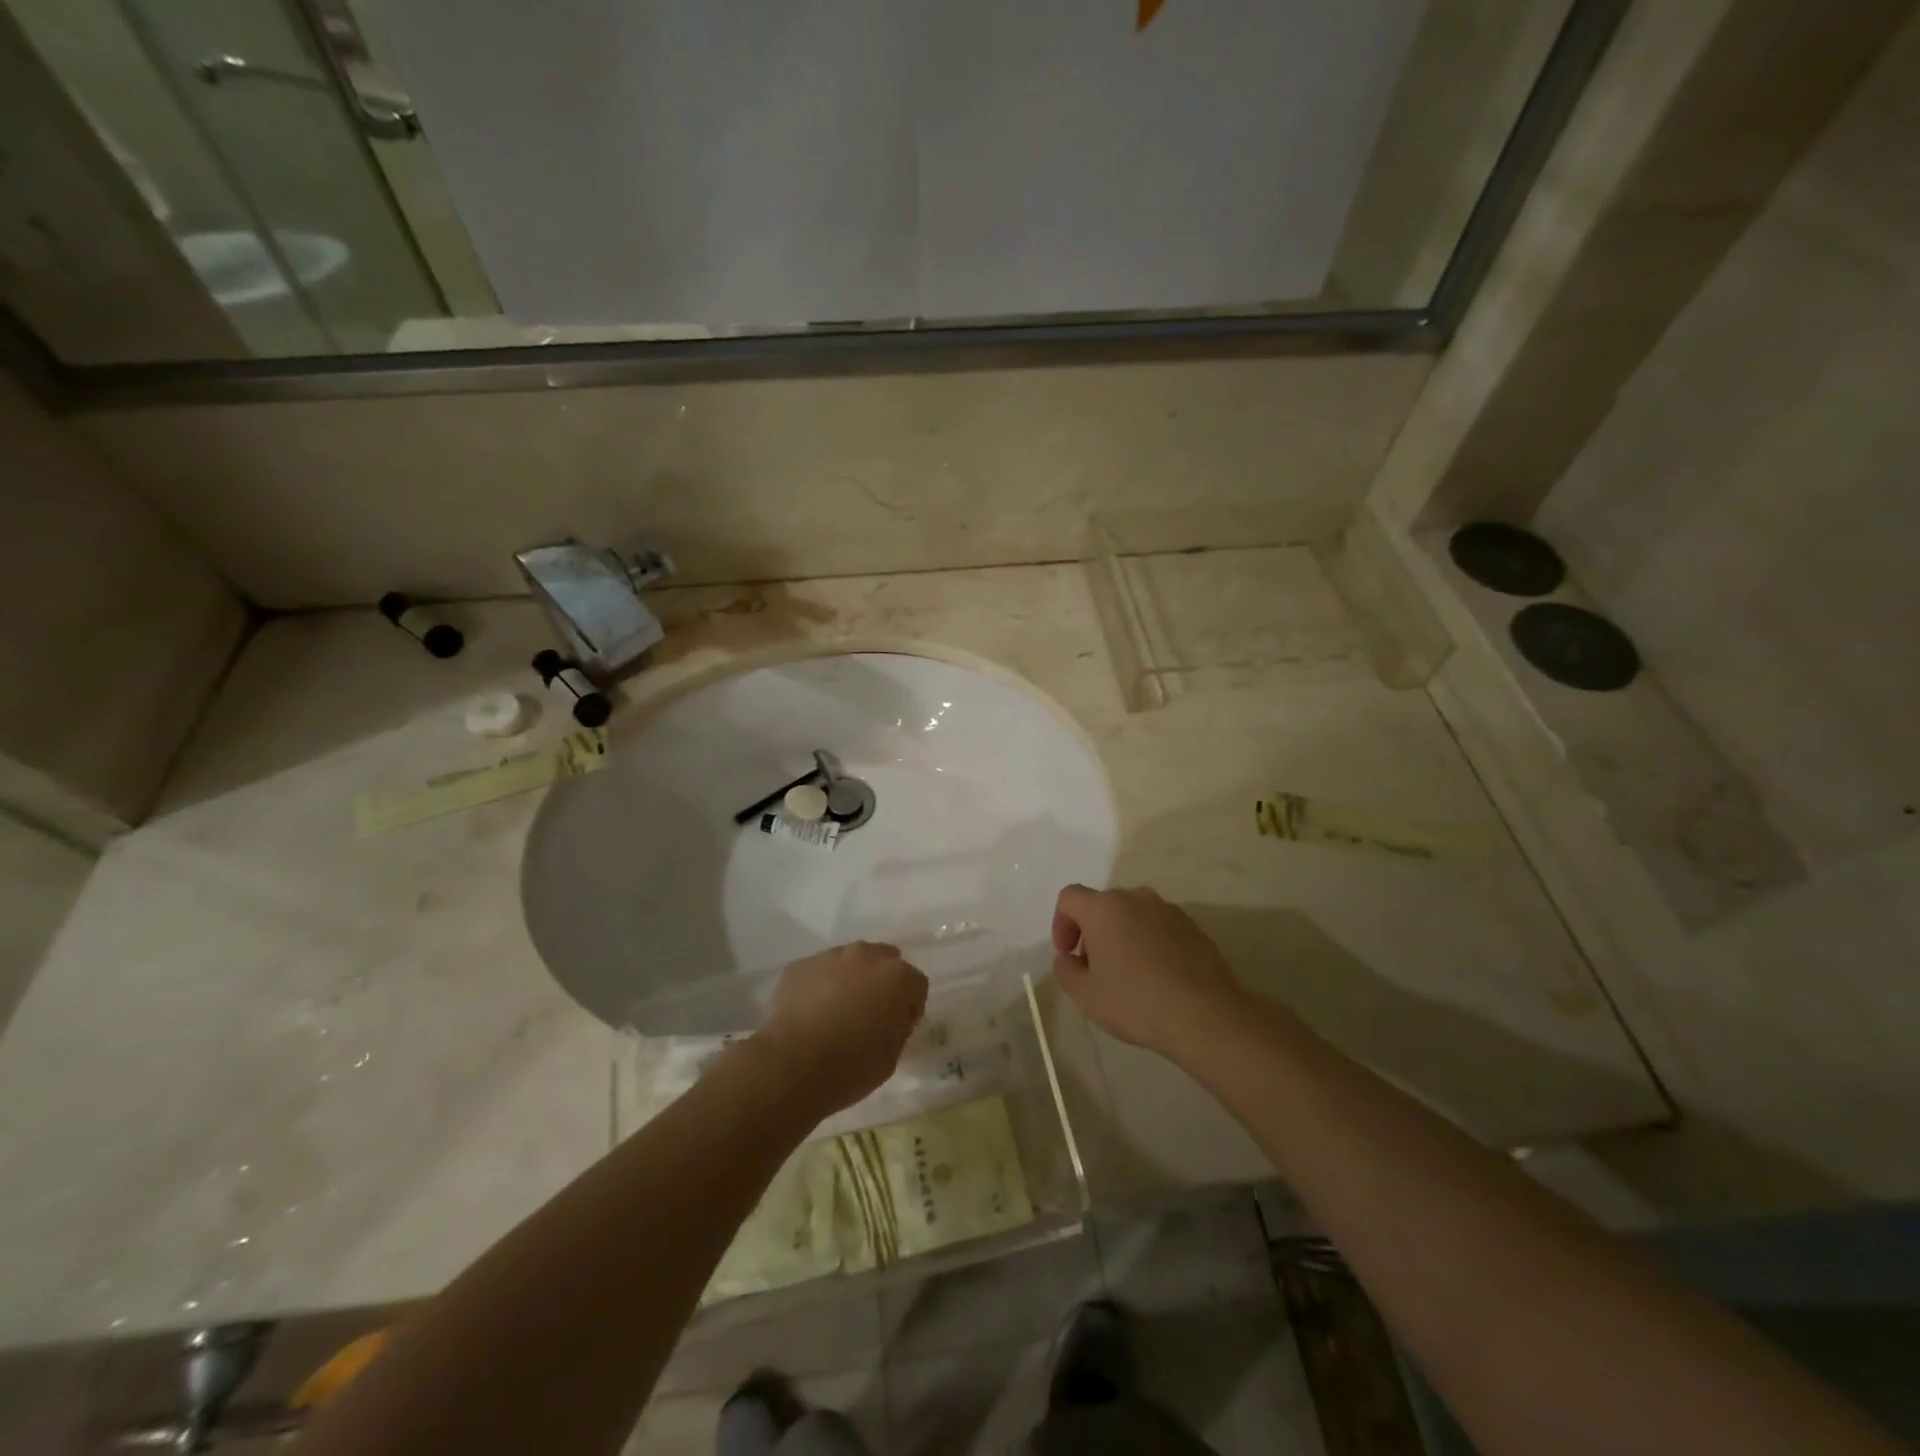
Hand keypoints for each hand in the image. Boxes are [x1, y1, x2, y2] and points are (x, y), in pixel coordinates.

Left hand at [752, 942, 928, 1116]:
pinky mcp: (800, 965)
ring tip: (836, 1012)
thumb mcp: (892, 1056)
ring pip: (850, 962)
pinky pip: (819, 971)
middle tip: (870, 1014)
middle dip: (882, 983)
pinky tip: (810, 1013)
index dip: (910, 1007)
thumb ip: (897, 1028)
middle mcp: (867, 956)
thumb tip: (890, 1018)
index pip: (916, 985)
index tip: (898, 1028)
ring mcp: (831, 957)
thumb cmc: (851, 1066)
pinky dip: (820, 986)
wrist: (792, 1066)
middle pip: (884, 961)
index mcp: (898, 978)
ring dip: (851, 980)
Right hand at [1051, 885, 1244, 1060]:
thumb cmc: (1136, 1002)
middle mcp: (1135, 898)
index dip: (1061, 924)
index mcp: (1104, 908)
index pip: (1069, 898)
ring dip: (1123, 936)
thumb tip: (1069, 958)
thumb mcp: (1085, 995)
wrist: (1205, 1015)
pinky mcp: (1193, 926)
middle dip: (1093, 932)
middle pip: (1103, 906)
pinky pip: (1159, 928)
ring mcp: (1168, 910)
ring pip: (1133, 915)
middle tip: (1096, 969)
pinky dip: (1150, 943)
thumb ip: (1066, 970)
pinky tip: (1158, 977)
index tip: (1069, 955)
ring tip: (1129, 975)